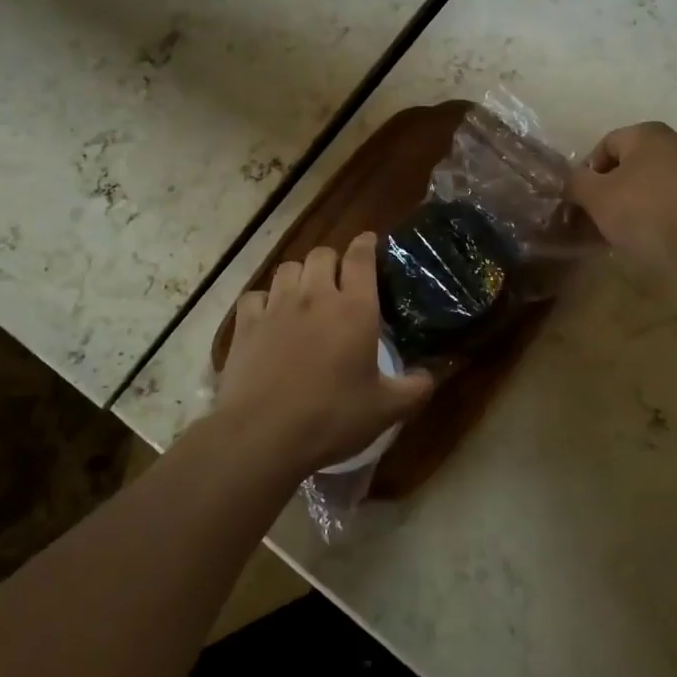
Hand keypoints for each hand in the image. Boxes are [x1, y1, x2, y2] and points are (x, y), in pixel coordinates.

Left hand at [213, 232, 433, 477]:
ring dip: (300, 275)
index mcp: (354, 308)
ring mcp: (276, 307)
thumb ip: (415, 388)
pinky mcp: (245, 324)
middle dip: (332, 261)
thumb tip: (430, 375)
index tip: (369, 241)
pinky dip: (264, 300)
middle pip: (322, 254)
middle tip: (339, 281)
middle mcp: (315, 296)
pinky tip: (269, 316)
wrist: (262, 435)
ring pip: (288, 268)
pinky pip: (255, 295)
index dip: (366, 244)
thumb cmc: (331, 418)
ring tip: (305, 295)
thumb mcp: (386, 410)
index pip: (360, 257)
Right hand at [566, 122, 676, 276]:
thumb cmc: (646, 210)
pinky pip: (673, 202)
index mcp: (646, 133)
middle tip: (597, 220)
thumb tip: (572, 182)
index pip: (604, 146)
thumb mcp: (597, 197)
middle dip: (610, 191)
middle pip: (630, 165)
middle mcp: (675, 142)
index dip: (586, 173)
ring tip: (621, 234)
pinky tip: (650, 239)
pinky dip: (658, 216)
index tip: (579, 202)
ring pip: (652, 185)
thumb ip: (577, 184)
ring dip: (634, 205)